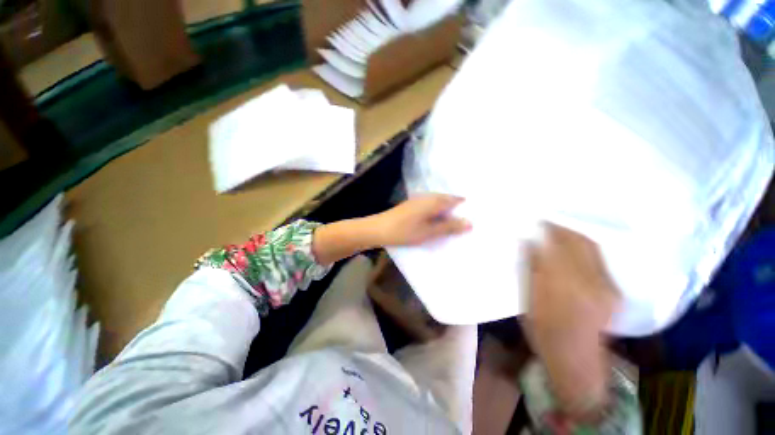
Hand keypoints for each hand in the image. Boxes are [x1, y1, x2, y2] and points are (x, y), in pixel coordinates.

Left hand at [373, 194, 471, 246]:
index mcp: (435, 200)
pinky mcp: (413, 205)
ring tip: (456, 225)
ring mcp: (419, 200)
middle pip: (448, 201)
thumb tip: (470, 222)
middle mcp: (428, 196)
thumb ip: (449, 227)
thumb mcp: (429, 231)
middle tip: (468, 224)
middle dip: (458, 210)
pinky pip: (431, 207)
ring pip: (439, 204)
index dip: (467, 206)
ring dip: (447, 213)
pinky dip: (437, 214)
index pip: (457, 199)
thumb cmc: (405, 231)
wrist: (379, 229)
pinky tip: (438, 223)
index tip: (477, 216)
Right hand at [523, 223, 618, 420]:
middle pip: (576, 244)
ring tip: (558, 229)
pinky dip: (586, 248)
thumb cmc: (542, 330)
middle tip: (545, 221)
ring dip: (574, 235)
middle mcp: (587, 284)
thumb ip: (529, 269)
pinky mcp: (613, 291)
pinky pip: (600, 259)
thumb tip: (528, 243)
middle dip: (561, 228)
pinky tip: (574, 245)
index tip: (533, 221)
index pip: (552, 248)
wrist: (574, 357)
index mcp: (560, 287)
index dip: (543, 231)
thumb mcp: (527, 300)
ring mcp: (604, 287)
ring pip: (591, 249)